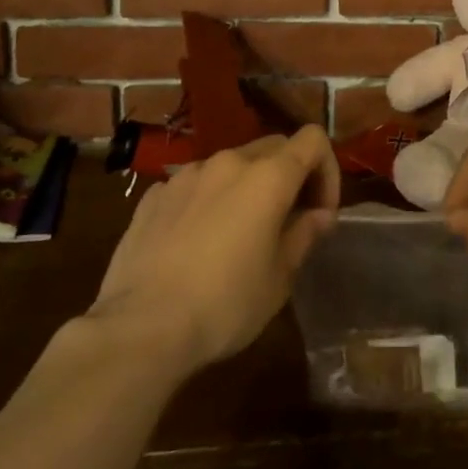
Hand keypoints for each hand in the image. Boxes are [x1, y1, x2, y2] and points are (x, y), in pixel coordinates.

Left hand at [85, 127, 339, 377]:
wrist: (140, 328)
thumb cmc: (225, 304)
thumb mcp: (279, 278)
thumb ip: (304, 235)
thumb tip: (319, 215)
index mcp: (268, 176)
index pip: (313, 140)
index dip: (327, 170)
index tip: (320, 212)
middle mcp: (229, 162)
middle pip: (274, 147)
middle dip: (289, 176)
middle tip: (287, 221)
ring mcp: (187, 175)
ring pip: (231, 165)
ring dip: (246, 188)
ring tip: (238, 234)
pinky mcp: (154, 195)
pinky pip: (194, 186)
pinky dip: (207, 201)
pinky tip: (195, 243)